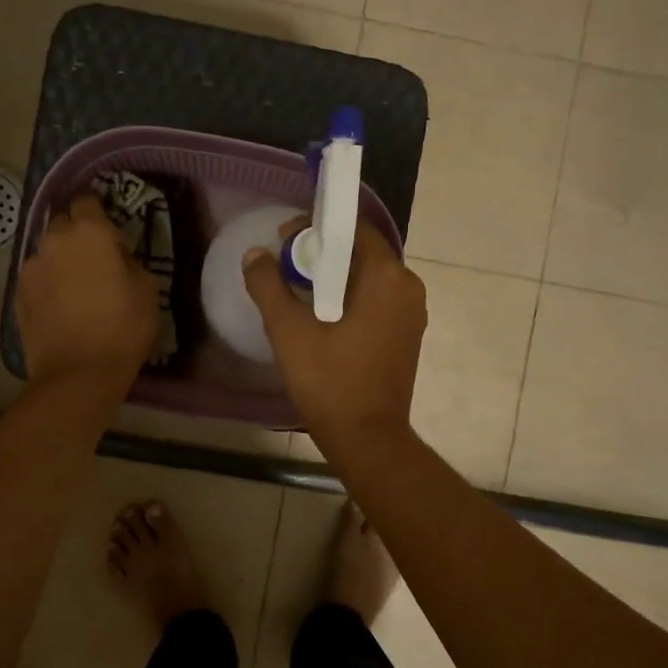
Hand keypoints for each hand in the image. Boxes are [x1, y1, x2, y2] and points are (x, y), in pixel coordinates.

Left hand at [18, 195, 159, 392]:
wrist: (79, 373)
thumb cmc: (123, 327)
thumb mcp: (147, 288)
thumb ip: (128, 260)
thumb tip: (115, 257)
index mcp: (90, 232)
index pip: (87, 200)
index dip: (97, 210)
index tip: (108, 225)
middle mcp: (54, 240)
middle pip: (63, 223)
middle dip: (77, 233)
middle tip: (95, 258)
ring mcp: (31, 267)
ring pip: (48, 252)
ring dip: (61, 260)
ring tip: (76, 286)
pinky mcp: (18, 293)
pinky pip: (37, 277)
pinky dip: (48, 284)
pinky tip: (61, 306)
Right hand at [242, 218, 426, 449]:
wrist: (368, 439)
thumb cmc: (330, 381)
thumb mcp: (289, 331)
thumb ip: (268, 285)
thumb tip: (254, 255)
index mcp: (387, 277)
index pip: (353, 229)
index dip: (316, 228)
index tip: (283, 242)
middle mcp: (408, 287)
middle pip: (362, 252)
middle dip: (322, 253)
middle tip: (284, 267)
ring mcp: (412, 313)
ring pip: (369, 277)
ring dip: (334, 277)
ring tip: (297, 291)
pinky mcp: (407, 335)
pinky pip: (377, 300)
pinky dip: (350, 297)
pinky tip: (322, 316)